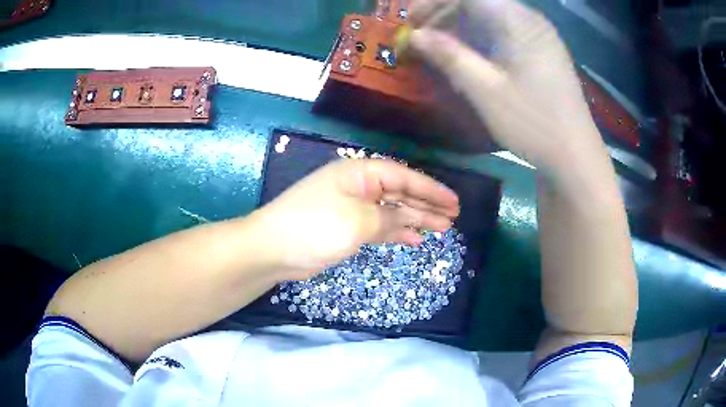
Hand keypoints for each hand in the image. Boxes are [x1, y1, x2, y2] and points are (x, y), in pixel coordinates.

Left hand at [252, 159, 459, 279]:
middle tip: (453, 217)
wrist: (273, 249)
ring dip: (416, 219)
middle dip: (427, 204)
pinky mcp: (347, 228)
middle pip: (401, 193)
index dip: (431, 189)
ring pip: (392, 211)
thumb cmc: (315, 227)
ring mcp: (352, 208)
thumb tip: (407, 219)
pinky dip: (397, 232)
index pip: (404, 177)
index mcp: (360, 174)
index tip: (453, 202)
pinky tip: (415, 239)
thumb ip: (388, 218)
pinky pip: (379, 227)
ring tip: (442, 228)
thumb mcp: (358, 220)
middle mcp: (358, 187)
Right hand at [409, 0, 610, 176]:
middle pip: (479, 2)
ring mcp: (539, 35)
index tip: (411, 21)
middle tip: (420, 35)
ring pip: (491, 16)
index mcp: (517, 21)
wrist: (575, 155)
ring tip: (439, 46)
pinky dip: (481, 37)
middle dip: (444, 14)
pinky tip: (470, 55)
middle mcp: (530, 19)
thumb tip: (415, 36)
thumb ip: (449, 56)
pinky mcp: (542, 50)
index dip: (433, 3)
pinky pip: (505, 31)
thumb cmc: (532, 122)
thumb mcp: (485, 90)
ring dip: (462, 26)